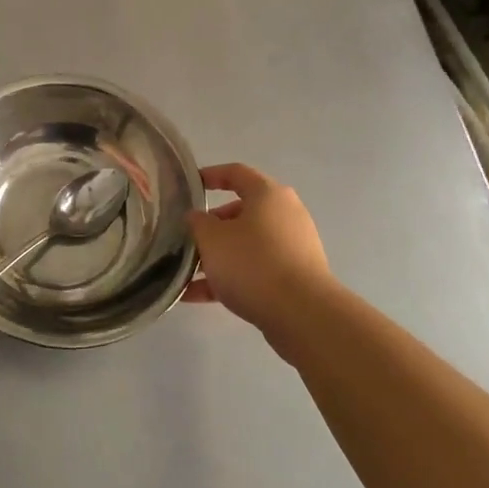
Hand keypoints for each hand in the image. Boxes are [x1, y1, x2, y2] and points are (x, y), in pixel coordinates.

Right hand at [186, 163, 334, 332]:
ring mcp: (293, 246)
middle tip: (186, 239)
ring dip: (216, 257)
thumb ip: (197, 222)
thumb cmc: (252, 263)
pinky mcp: (294, 276)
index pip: (235, 173)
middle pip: (240, 212)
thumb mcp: (212, 238)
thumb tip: (197, 217)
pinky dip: (229, 278)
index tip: (189, 186)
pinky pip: (255, 270)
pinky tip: (196, 297)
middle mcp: (284, 214)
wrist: (302, 314)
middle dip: (210, 227)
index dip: (210, 176)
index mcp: (267, 194)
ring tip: (185, 274)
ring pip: (245, 245)